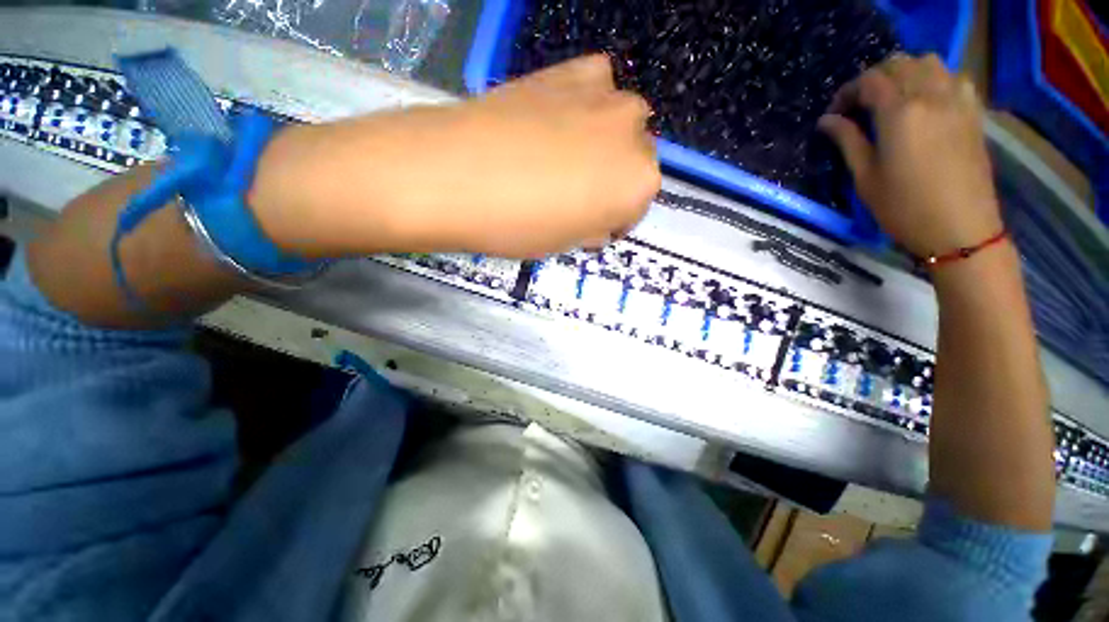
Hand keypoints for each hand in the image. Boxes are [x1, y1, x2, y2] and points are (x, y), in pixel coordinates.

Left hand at [250, 54, 659, 258]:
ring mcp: (604, 96)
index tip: (591, 227)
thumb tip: (596, 218)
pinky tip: (563, 118)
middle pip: (636, 160)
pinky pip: (597, 84)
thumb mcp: (565, 242)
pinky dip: (588, 103)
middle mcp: (634, 135)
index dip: (614, 220)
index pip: (638, 206)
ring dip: (605, 142)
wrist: (456, 174)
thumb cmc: (518, 225)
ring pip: (622, 121)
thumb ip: (593, 226)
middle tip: (579, 196)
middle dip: (613, 181)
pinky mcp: (569, 71)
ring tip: (568, 157)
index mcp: (638, 184)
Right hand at [817, 54, 1002, 256]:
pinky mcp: (972, 112)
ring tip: (891, 98)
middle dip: (873, 79)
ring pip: (929, 62)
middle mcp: (930, 96)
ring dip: (905, 72)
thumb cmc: (904, 208)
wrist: (960, 228)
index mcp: (900, 114)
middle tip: (858, 105)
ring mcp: (956, 101)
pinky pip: (953, 76)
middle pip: (899, 64)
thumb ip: (847, 141)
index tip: (834, 115)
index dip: (846, 92)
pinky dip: (934, 78)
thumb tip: (827, 121)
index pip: (869, 81)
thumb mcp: (866, 177)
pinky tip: (924, 100)